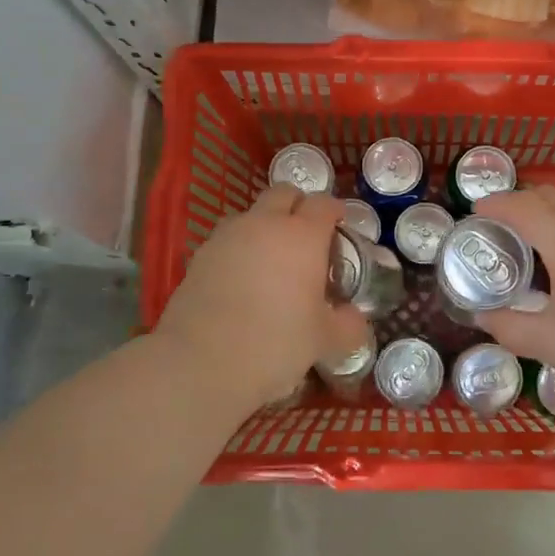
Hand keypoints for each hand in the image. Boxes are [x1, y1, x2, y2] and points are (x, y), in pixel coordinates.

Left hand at [154, 185, 369, 413]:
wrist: (201, 362)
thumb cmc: (275, 343)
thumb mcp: (324, 340)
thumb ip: (347, 326)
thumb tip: (355, 319)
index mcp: (302, 236)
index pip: (323, 204)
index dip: (335, 211)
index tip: (341, 225)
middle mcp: (264, 224)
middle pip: (283, 193)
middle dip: (298, 205)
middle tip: (307, 234)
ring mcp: (227, 237)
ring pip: (250, 213)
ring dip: (264, 224)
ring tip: (272, 257)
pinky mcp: (199, 256)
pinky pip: (226, 239)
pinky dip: (239, 248)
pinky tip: (242, 279)